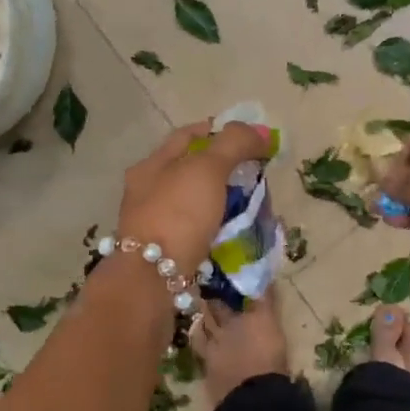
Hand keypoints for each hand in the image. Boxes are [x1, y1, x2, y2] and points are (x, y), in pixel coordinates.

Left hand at [116, 120, 274, 271]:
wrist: (153, 280)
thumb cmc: (178, 213)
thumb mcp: (208, 168)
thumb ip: (234, 144)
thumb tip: (262, 132)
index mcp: (151, 165)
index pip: (187, 135)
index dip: (219, 130)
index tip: (249, 138)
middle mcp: (148, 192)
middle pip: (191, 169)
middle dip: (224, 168)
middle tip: (256, 172)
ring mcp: (155, 224)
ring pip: (195, 202)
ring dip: (222, 199)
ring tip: (252, 203)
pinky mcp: (166, 252)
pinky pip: (197, 230)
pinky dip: (217, 226)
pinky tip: (236, 231)